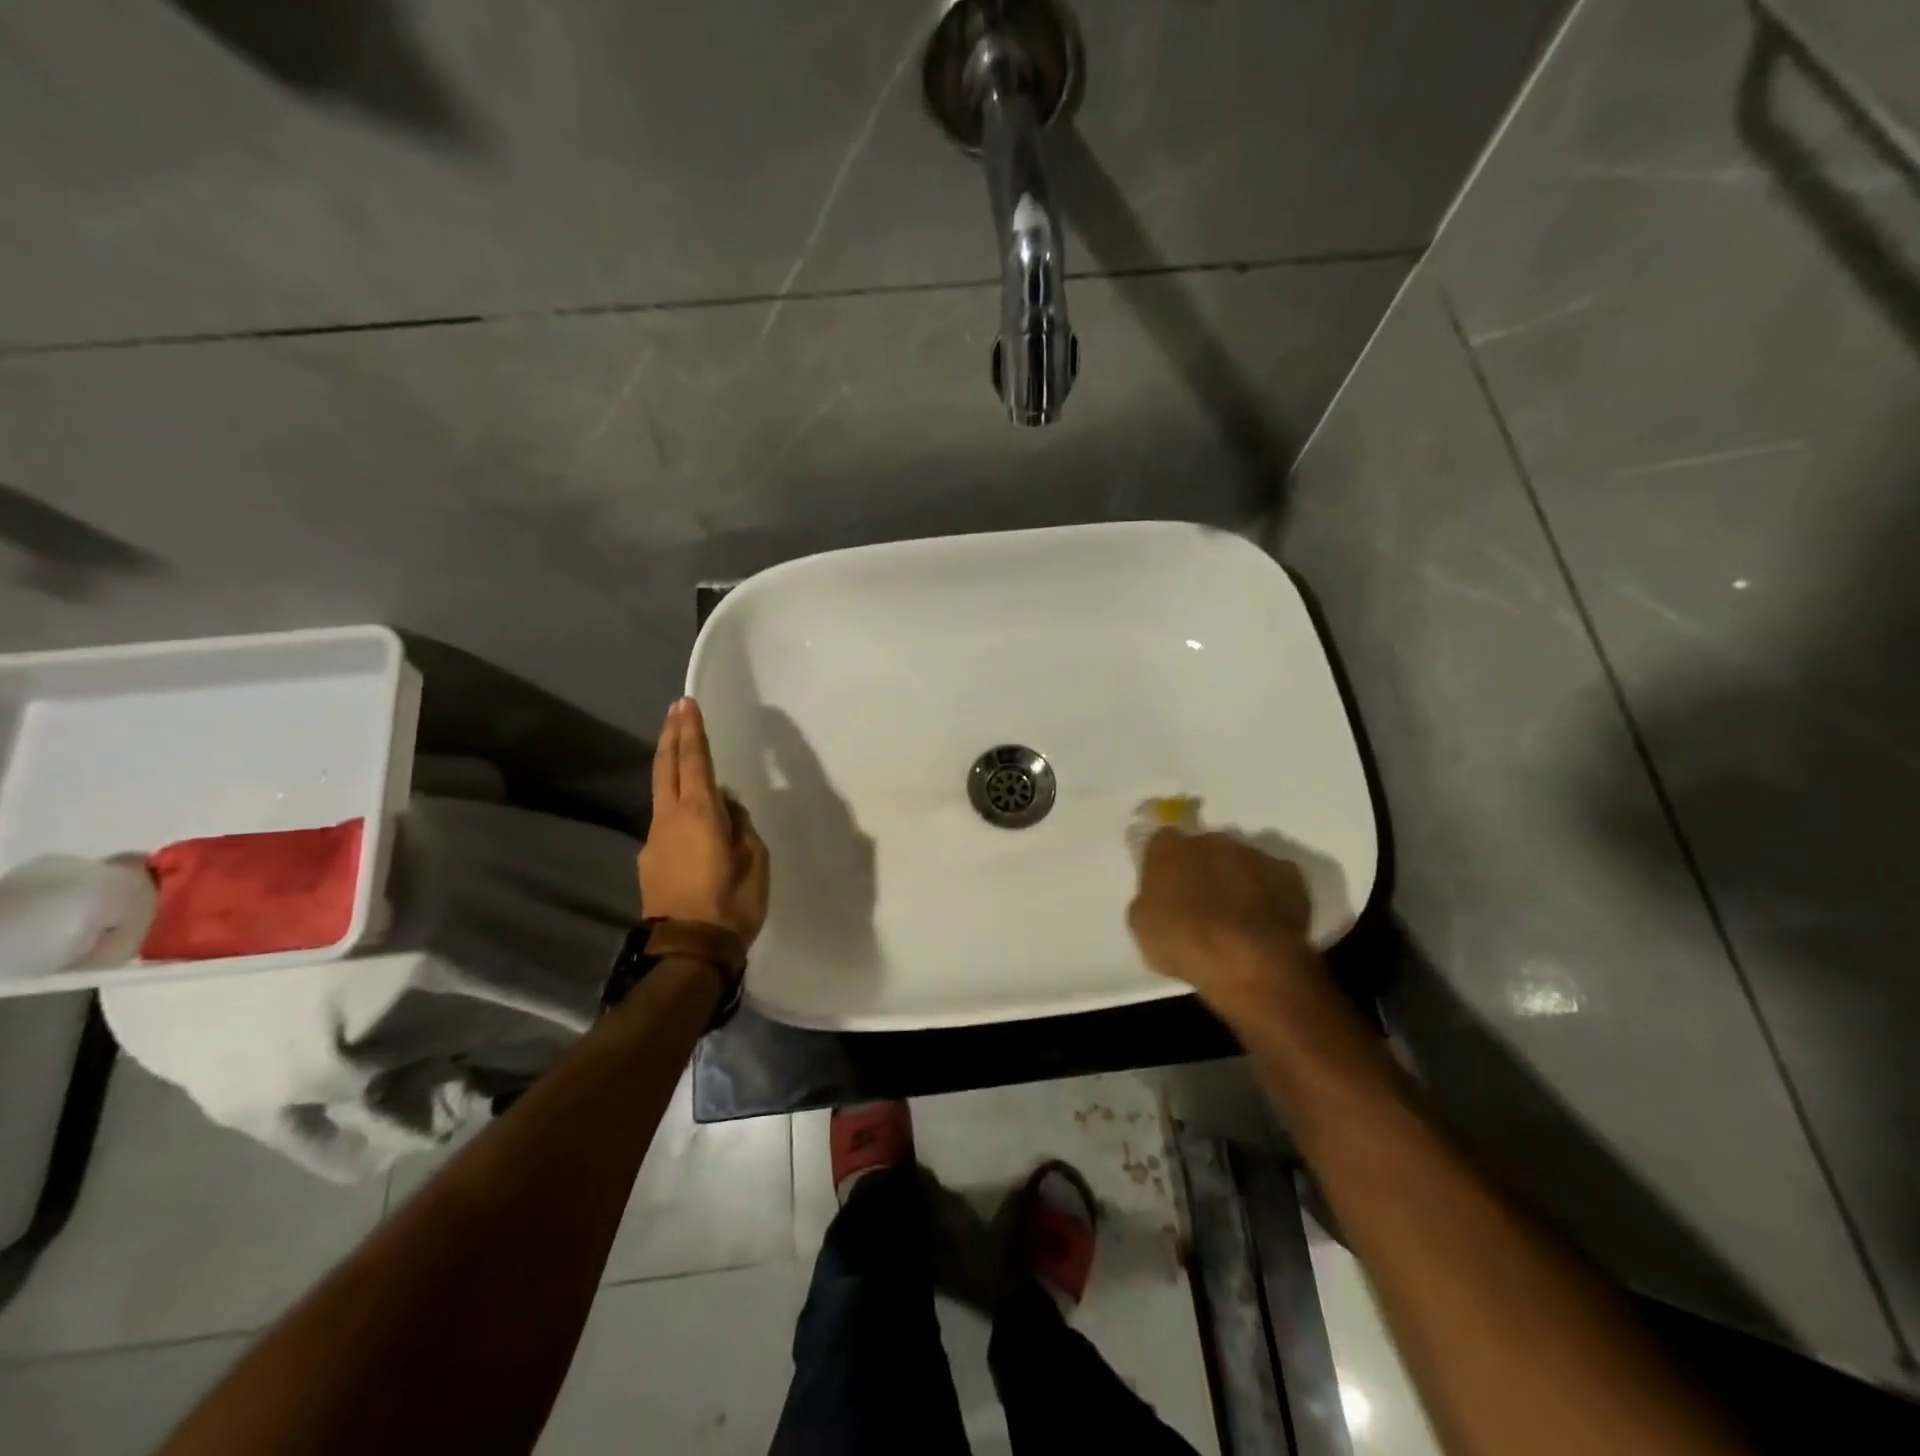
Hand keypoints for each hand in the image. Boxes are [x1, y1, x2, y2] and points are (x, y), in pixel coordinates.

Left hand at [637, 698, 770, 945]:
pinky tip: (694, 821)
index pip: (694, 761)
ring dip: (672, 770)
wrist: (688, 951)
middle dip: (671, 736)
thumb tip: (727, 806)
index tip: (686, 704)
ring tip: (686, 757)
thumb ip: (741, 825)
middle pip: (666, 768)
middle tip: (675, 710)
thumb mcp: (755, 860)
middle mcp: (669, 819)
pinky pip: (666, 822)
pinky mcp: (649, 861)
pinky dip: (677, 807)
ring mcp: (654, 840)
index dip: (692, 731)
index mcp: (699, 814)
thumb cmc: (731, 903)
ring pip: (662, 794)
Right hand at [1127, 829, 1315, 1013]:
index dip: (1164, 865)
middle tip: (1202, 903)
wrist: (1250, 961)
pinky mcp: (1289, 873)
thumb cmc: (1184, 943)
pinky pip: (1273, 879)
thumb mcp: (1143, 927)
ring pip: (1240, 861)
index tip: (1166, 888)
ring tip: (1238, 917)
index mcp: (1169, 848)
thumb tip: (1158, 895)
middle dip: (1202, 868)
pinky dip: (1269, 894)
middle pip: (1203, 847)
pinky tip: (1265, 922)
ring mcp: (1253, 854)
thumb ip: (1149, 899)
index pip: (1161, 843)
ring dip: (1236, 880)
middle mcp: (1211, 839)